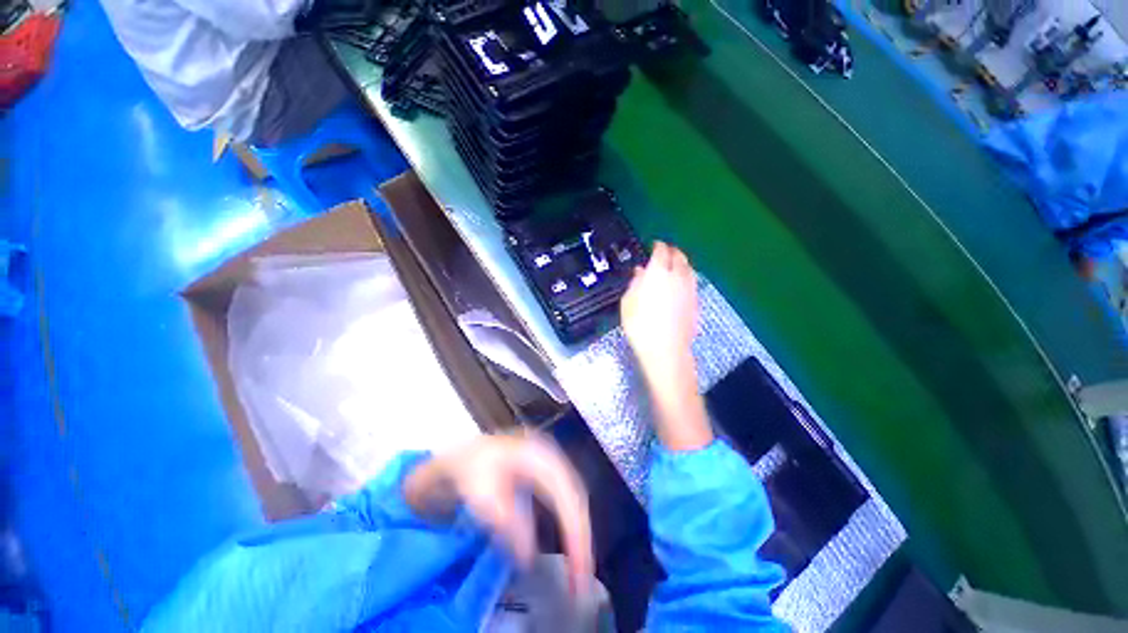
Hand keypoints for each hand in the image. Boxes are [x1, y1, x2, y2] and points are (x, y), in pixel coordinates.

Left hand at [403, 434, 592, 591]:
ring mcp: (552, 462)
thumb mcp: (481, 494)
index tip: (578, 568)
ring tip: (578, 568)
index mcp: (538, 456)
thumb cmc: (471, 471)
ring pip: (576, 498)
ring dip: (580, 533)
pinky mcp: (550, 472)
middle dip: (582, 538)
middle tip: (581, 579)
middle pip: (576, 497)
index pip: (566, 495)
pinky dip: (572, 524)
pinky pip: (568, 499)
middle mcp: (552, 456)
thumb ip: (505, 521)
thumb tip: (528, 558)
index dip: (575, 531)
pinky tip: (570, 543)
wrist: (465, 454)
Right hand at [620, 242, 698, 391]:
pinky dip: (686, 277)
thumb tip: (640, 272)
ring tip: (673, 267)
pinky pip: (692, 282)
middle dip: (672, 251)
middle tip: (664, 253)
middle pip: (679, 256)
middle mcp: (678, 276)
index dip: (658, 246)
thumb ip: (635, 283)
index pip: (661, 251)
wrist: (666, 349)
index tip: (654, 246)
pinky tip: (679, 285)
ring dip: (681, 263)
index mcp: (658, 272)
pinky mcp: (696, 301)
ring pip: (689, 268)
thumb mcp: (628, 302)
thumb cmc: (640, 326)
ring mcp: (690, 289)